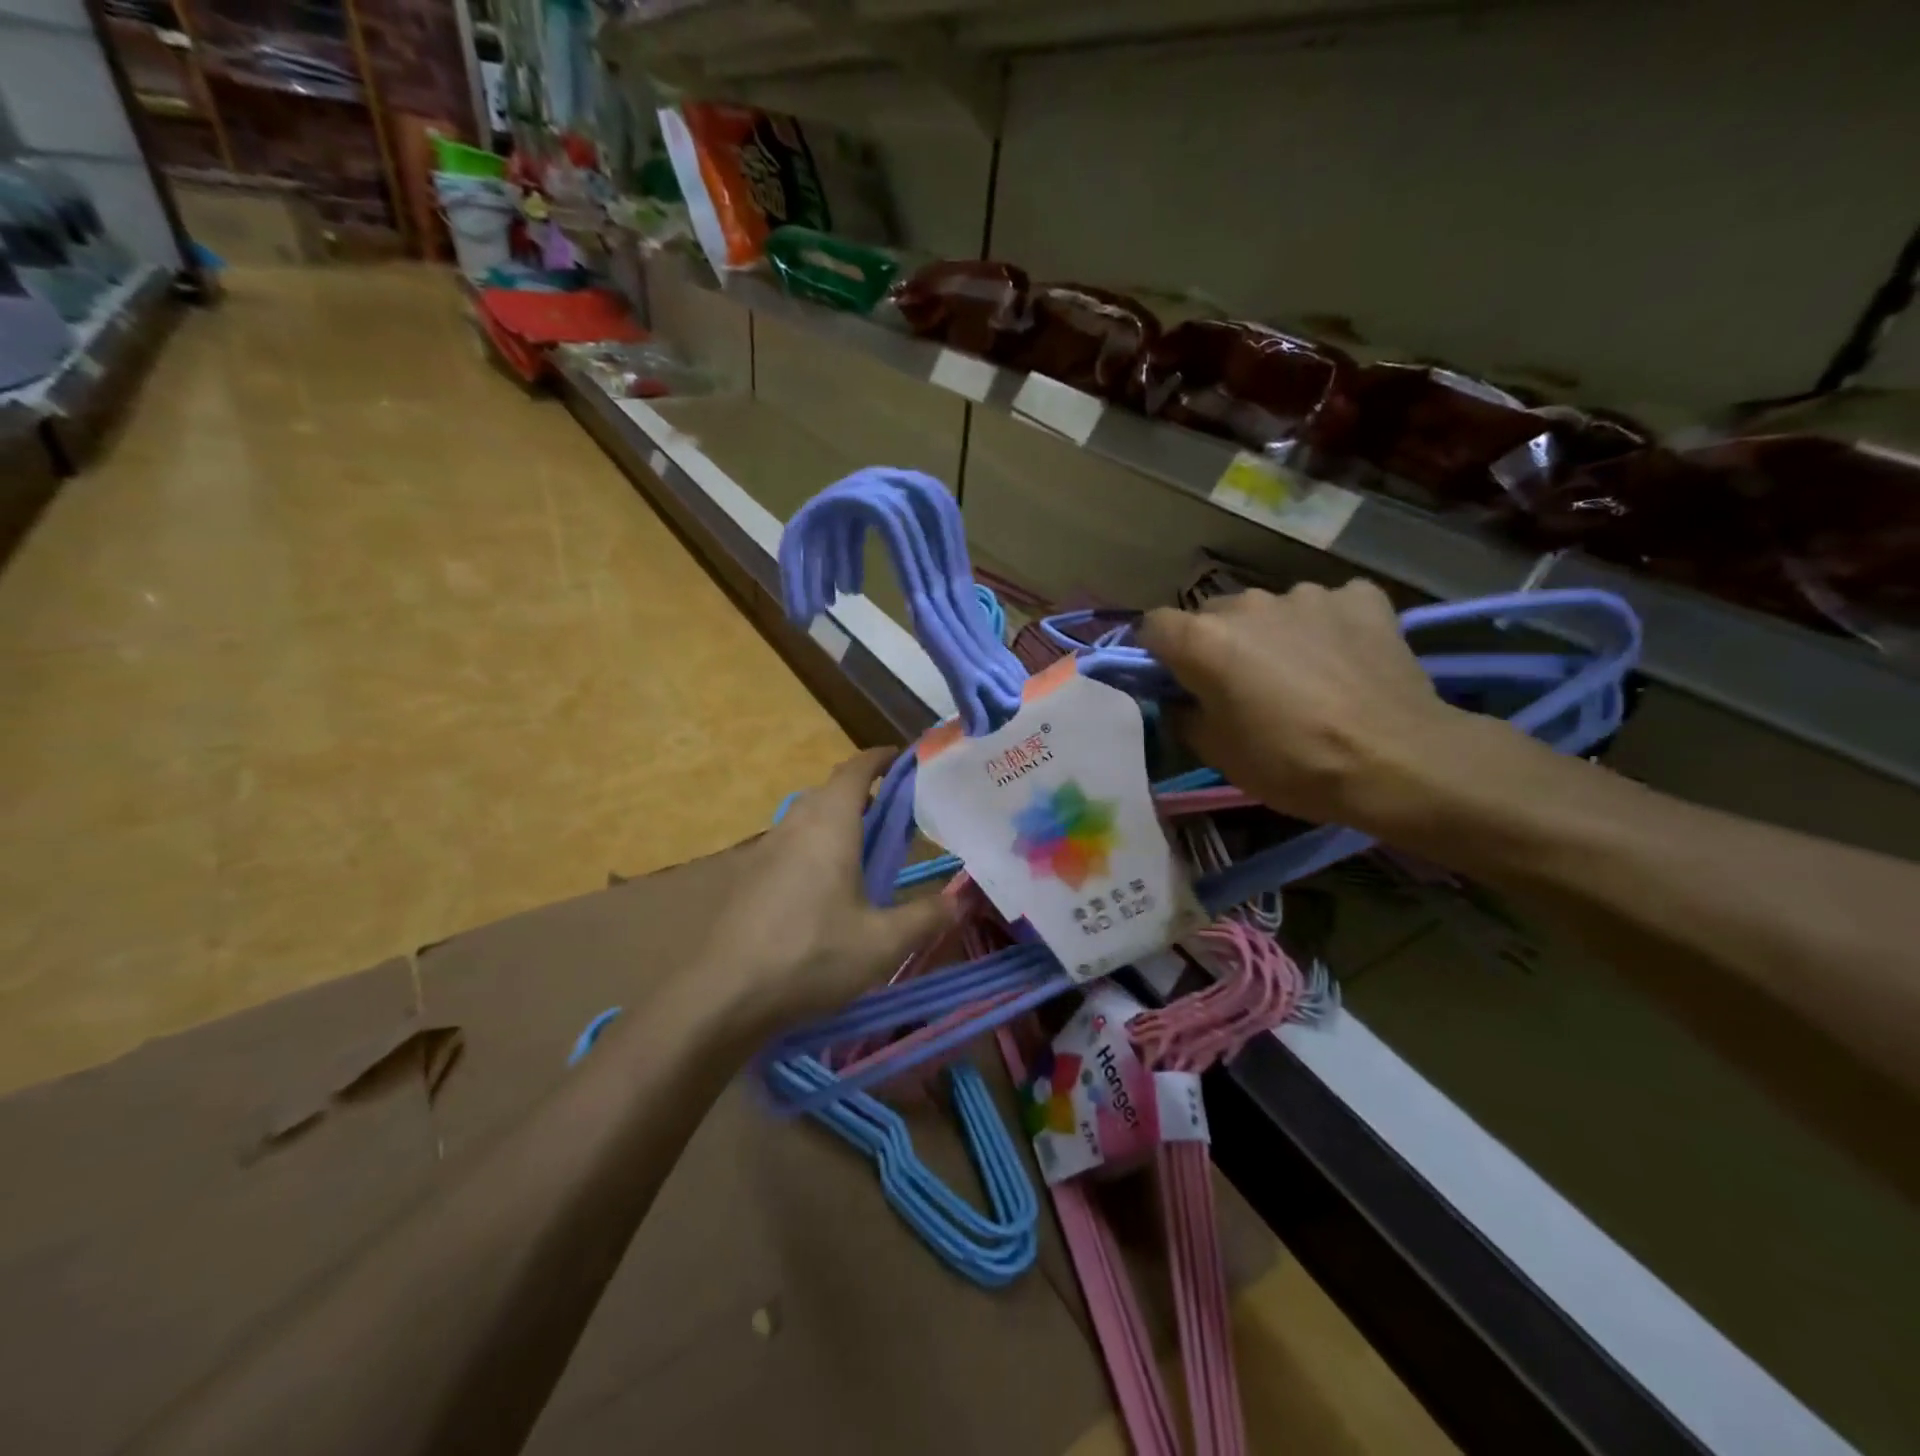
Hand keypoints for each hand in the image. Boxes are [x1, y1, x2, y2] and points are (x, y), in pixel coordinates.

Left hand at [694, 748, 958, 1033]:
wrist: (722, 995)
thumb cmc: (811, 955)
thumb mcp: (882, 944)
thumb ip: (925, 917)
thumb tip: (959, 901)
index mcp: (829, 825)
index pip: (855, 770)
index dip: (879, 759)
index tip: (901, 759)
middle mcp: (793, 826)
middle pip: (827, 793)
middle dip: (859, 795)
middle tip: (890, 817)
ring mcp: (761, 851)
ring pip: (803, 821)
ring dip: (831, 824)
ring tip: (859, 854)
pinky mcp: (742, 879)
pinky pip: (784, 848)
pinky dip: (809, 851)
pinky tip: (819, 891)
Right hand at [1138, 581, 1469, 833]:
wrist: (1397, 761)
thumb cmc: (1292, 763)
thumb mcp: (1217, 754)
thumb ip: (1184, 715)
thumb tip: (1180, 699)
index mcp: (1203, 640)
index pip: (1154, 626)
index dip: (1158, 653)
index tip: (1174, 680)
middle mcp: (1248, 604)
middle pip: (1213, 615)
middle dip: (1218, 644)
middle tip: (1242, 687)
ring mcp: (1307, 595)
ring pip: (1271, 610)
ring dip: (1273, 635)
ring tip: (1303, 675)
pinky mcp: (1360, 597)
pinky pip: (1327, 607)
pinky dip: (1327, 628)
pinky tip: (1345, 660)